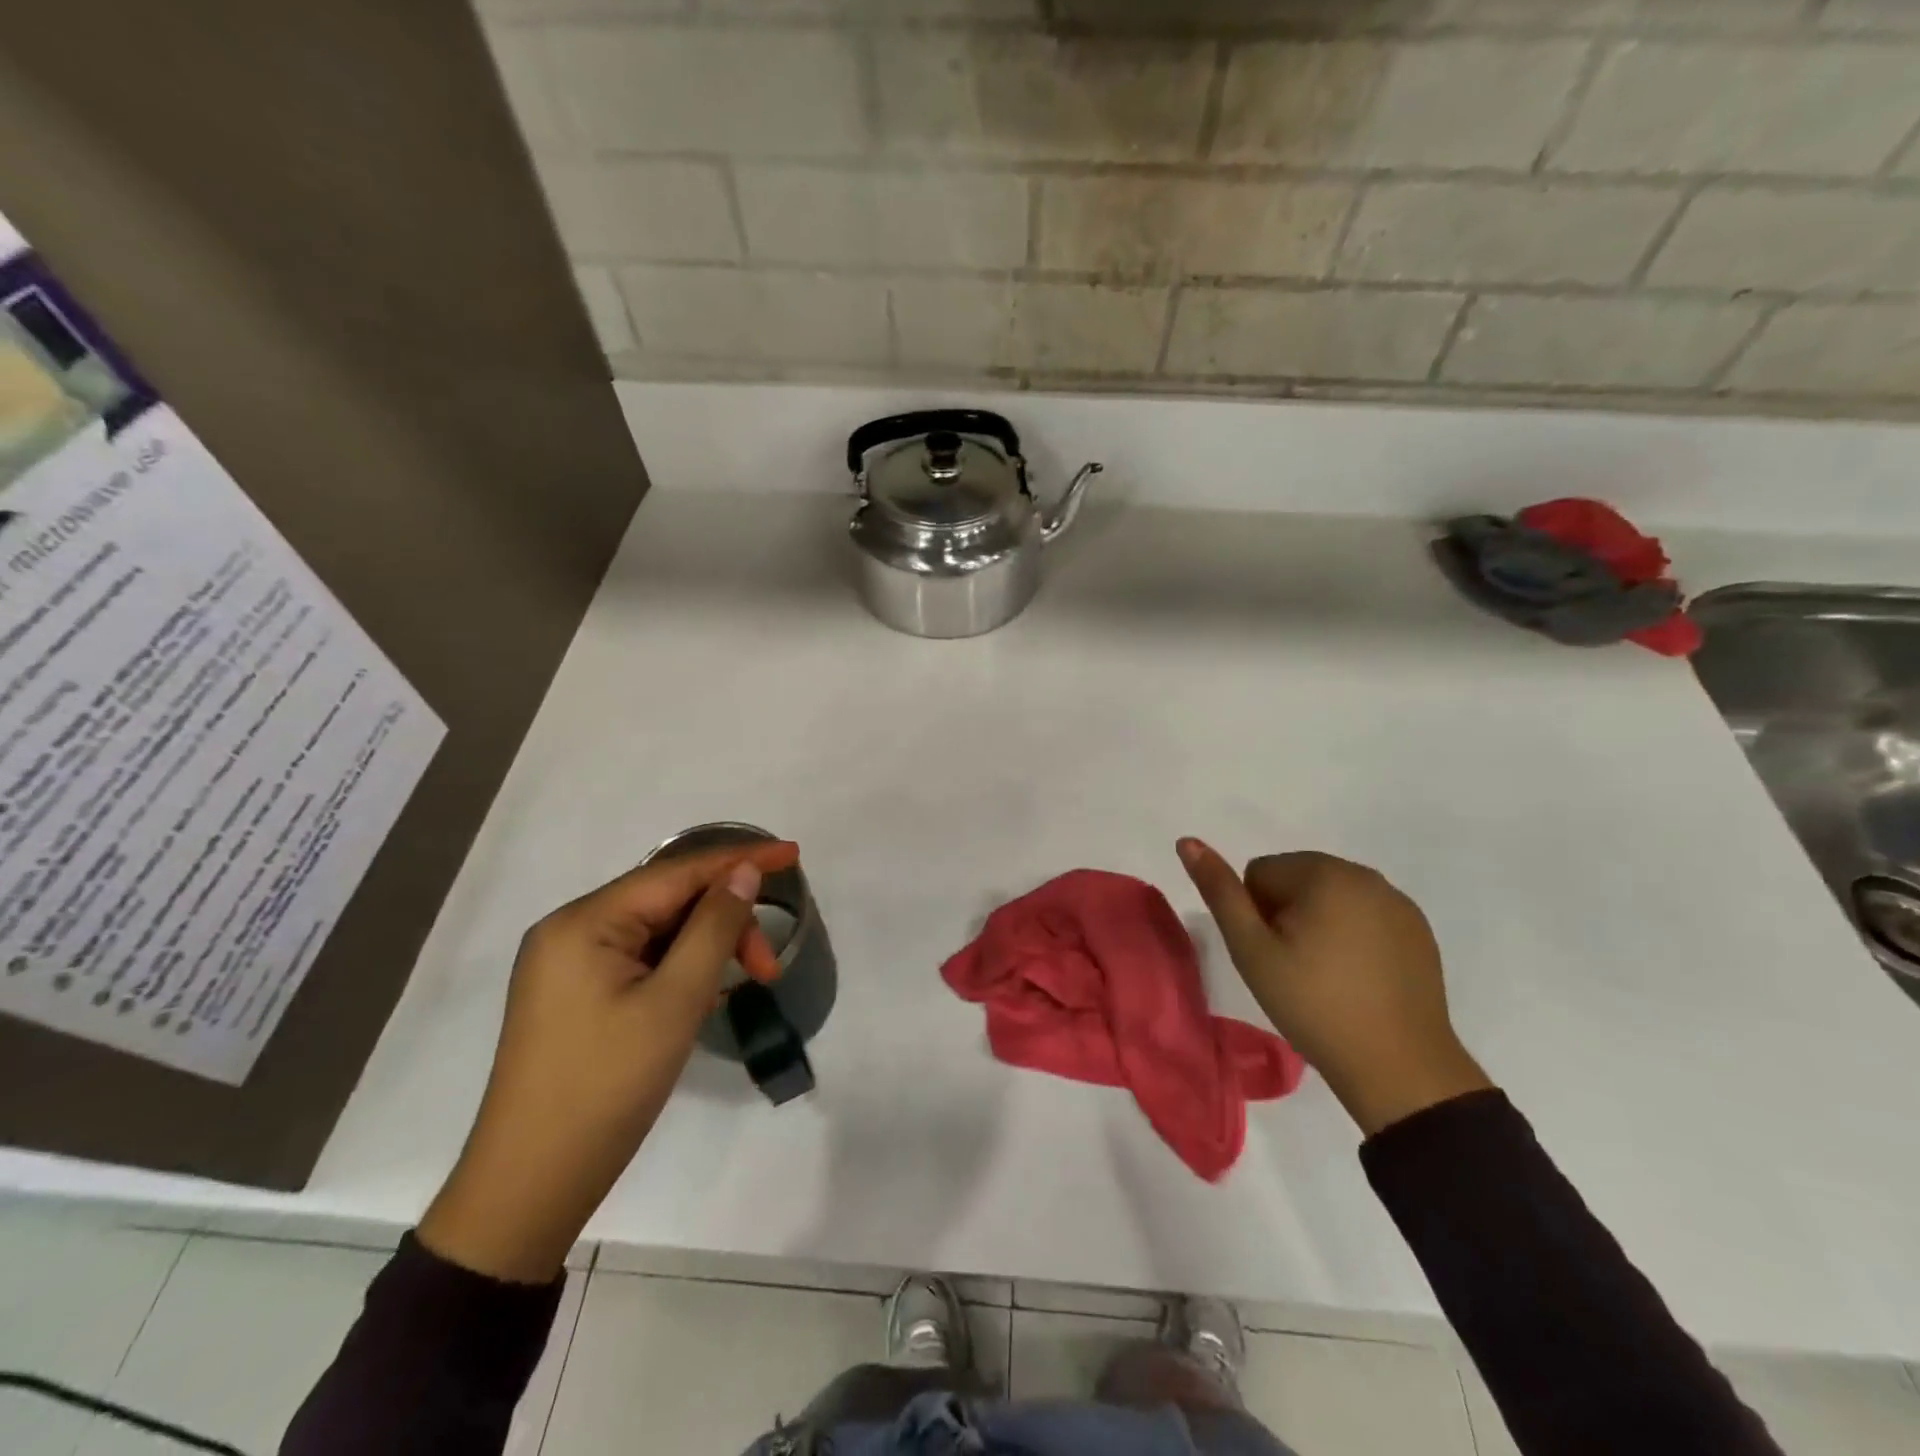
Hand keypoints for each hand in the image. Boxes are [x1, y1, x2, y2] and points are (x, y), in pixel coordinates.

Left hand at [418, 839, 799, 1281]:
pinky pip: (641, 960)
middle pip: (668, 902)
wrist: (530, 1187)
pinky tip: (706, 996)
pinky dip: (681, 969)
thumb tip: (745, 873)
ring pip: (658, 933)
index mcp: (584, 922)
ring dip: (708, 949)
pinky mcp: (576, 995)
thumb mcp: (675, 1002)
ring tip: (745, 985)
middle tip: (767, 966)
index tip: (793, 854)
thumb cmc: (607, 1087)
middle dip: (726, 923)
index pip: (676, 872)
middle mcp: (571, 931)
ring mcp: (569, 965)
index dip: (739, 860)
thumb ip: (714, 927)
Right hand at [1177, 838, 1491, 1136]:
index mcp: (1323, 872)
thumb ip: (1220, 892)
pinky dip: (1353, 935)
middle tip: (1293, 966)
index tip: (1272, 954)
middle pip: (1296, 878)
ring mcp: (1397, 901)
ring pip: (1331, 896)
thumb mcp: (1251, 950)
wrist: (1399, 1067)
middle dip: (1286, 913)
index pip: (1259, 872)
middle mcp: (1364, 874)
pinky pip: (1366, 914)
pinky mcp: (1419, 929)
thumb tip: (1187, 841)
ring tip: (1325, 974)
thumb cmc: (1313, 1004)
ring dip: (1318, 922)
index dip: (1254, 914)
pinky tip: (1357, 977)